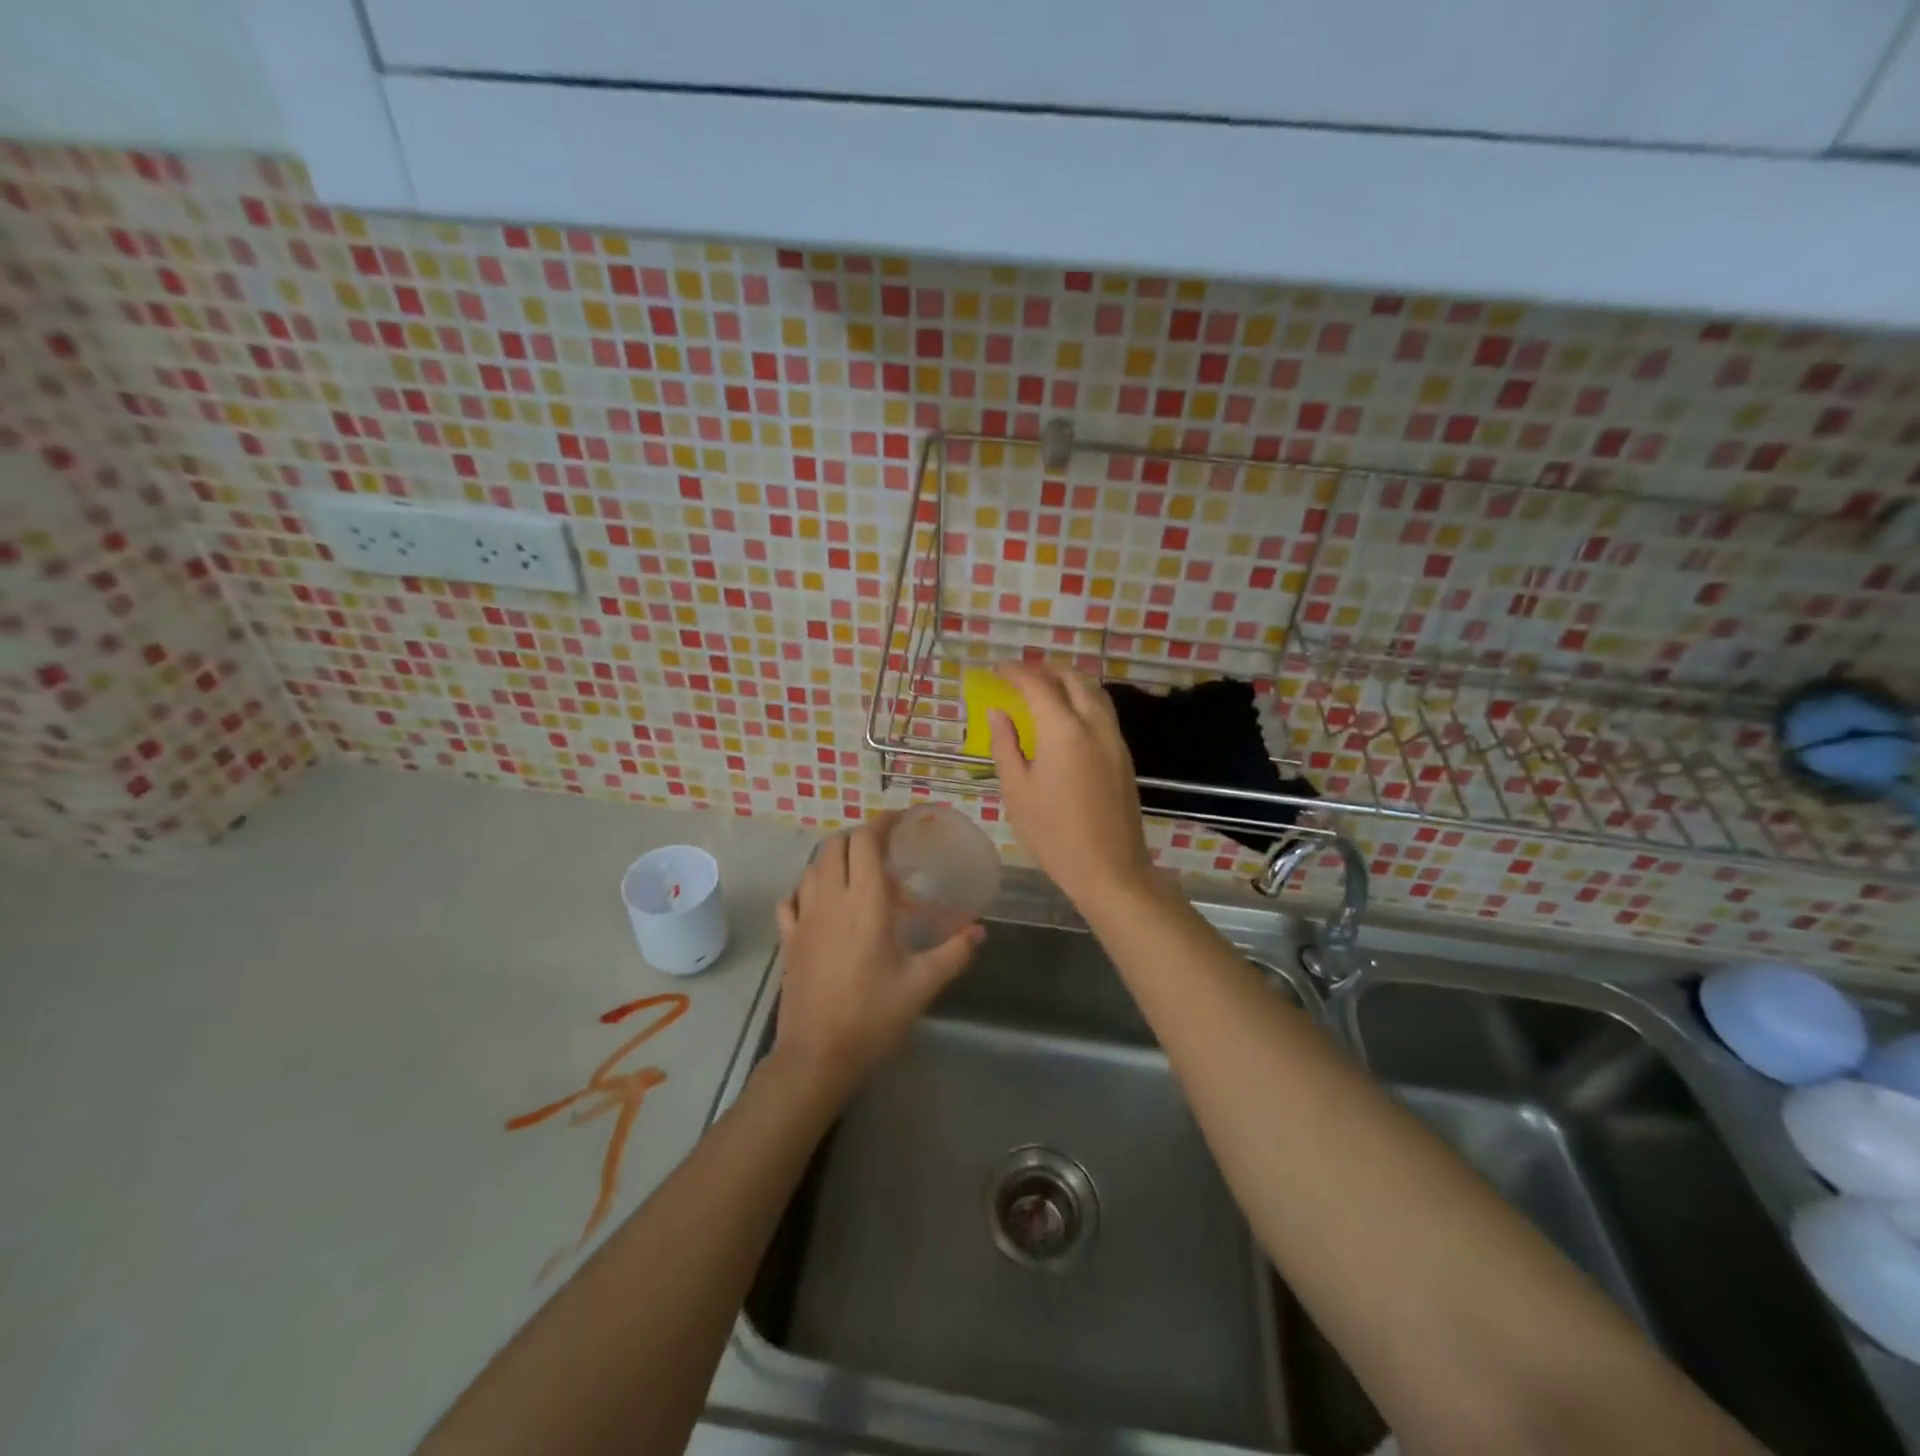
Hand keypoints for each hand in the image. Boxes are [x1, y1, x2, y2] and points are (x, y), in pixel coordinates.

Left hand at [771, 813, 981, 1098]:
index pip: (866, 842)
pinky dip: (806, 888)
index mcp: (865, 903)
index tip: (900, 820)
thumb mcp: (922, 985)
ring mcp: (803, 918)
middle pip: (835, 846)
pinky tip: (821, 902)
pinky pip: (791, 898)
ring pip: (812, 867)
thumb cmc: (872, 1016)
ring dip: (834, 858)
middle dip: (858, 838)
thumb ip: (954, 952)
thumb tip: (980, 930)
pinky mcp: (788, 939)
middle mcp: (830, 900)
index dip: (882, 823)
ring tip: (857, 872)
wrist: (816, 1056)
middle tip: (884, 849)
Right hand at [988, 663, 1155, 906]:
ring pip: (1094, 691)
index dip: (1015, 672)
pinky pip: (1103, 711)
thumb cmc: (1054, 834)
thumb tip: (998, 712)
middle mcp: (1094, 724)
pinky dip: (1083, 699)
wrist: (1110, 869)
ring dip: (1068, 681)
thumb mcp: (1017, 791)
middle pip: (1072, 678)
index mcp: (1063, 731)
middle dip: (1045, 669)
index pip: (1038, 684)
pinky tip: (1067, 716)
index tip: (996, 670)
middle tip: (1019, 676)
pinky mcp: (1124, 754)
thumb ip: (1006, 745)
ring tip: (1043, 689)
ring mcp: (1114, 738)